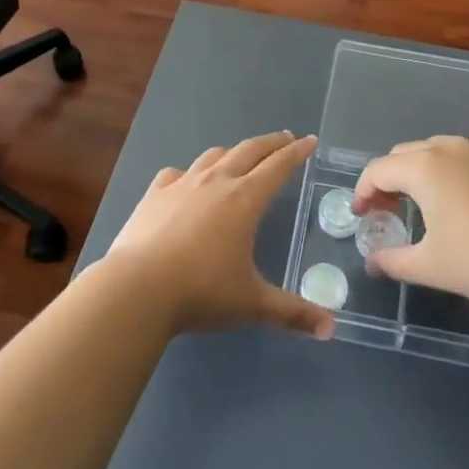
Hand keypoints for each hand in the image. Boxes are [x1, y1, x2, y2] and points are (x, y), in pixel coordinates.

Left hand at [106, 131, 335, 340]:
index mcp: (245, 200)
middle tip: (285, 139)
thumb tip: (331, 330)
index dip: (296, 152)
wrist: (136, 288)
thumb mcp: (251, 304)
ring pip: (214, 156)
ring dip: (233, 152)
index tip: (309, 140)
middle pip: (249, 151)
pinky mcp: (155, 194)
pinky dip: (190, 172)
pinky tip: (187, 181)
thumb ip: (292, 313)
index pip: (278, 166)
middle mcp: (217, 182)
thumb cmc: (201, 292)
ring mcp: (183, 184)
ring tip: (241, 155)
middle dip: (271, 143)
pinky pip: (177, 173)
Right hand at [353, 133, 468, 311]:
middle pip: (404, 155)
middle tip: (388, 213)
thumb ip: (393, 260)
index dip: (363, 192)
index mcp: (423, 168)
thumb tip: (372, 262)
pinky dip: (456, 163)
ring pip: (437, 148)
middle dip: (389, 180)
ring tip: (425, 201)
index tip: (362, 216)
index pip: (378, 170)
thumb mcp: (430, 267)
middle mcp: (448, 148)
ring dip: (421, 170)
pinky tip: (465, 186)